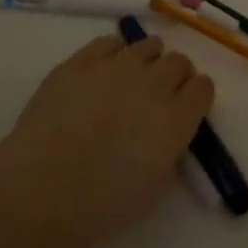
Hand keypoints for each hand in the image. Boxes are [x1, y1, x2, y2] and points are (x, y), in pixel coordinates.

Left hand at [0, 31, 214, 247]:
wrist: (44, 190)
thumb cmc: (103, 204)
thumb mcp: (155, 185)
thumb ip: (168, 148)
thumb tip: (163, 132)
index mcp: (177, 117)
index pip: (203, 88)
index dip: (195, 97)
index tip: (186, 108)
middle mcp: (154, 83)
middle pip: (178, 62)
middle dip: (175, 76)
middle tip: (159, 95)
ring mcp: (116, 66)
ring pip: (148, 45)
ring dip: (148, 60)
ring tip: (132, 78)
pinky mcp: (81, 61)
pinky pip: (108, 42)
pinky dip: (113, 52)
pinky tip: (103, 70)